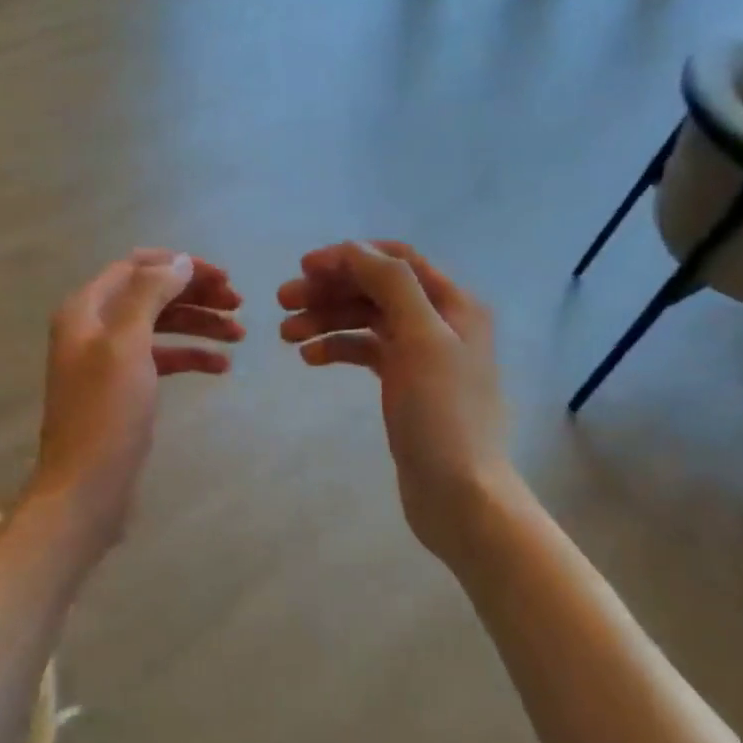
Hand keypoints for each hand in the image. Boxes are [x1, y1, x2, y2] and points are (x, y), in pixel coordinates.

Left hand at [30, 249, 243, 546]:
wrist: (85, 487)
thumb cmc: (106, 412)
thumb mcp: (127, 343)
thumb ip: (151, 294)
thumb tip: (179, 261)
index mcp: (87, 309)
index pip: (136, 266)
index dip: (180, 266)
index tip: (223, 278)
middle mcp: (95, 327)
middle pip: (151, 294)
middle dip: (195, 294)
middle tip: (239, 303)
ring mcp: (109, 360)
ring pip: (160, 327)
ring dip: (199, 324)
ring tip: (240, 334)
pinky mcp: (124, 389)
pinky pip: (161, 359)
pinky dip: (190, 356)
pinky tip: (221, 365)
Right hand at [278, 241, 509, 557]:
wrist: (460, 494)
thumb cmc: (442, 414)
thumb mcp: (421, 339)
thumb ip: (391, 284)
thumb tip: (355, 249)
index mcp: (452, 304)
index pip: (396, 259)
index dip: (349, 257)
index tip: (304, 268)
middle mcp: (438, 321)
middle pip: (376, 288)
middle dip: (329, 290)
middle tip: (282, 301)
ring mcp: (420, 354)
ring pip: (366, 320)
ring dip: (326, 319)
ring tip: (285, 335)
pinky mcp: (404, 383)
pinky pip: (365, 351)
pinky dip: (337, 348)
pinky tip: (310, 358)